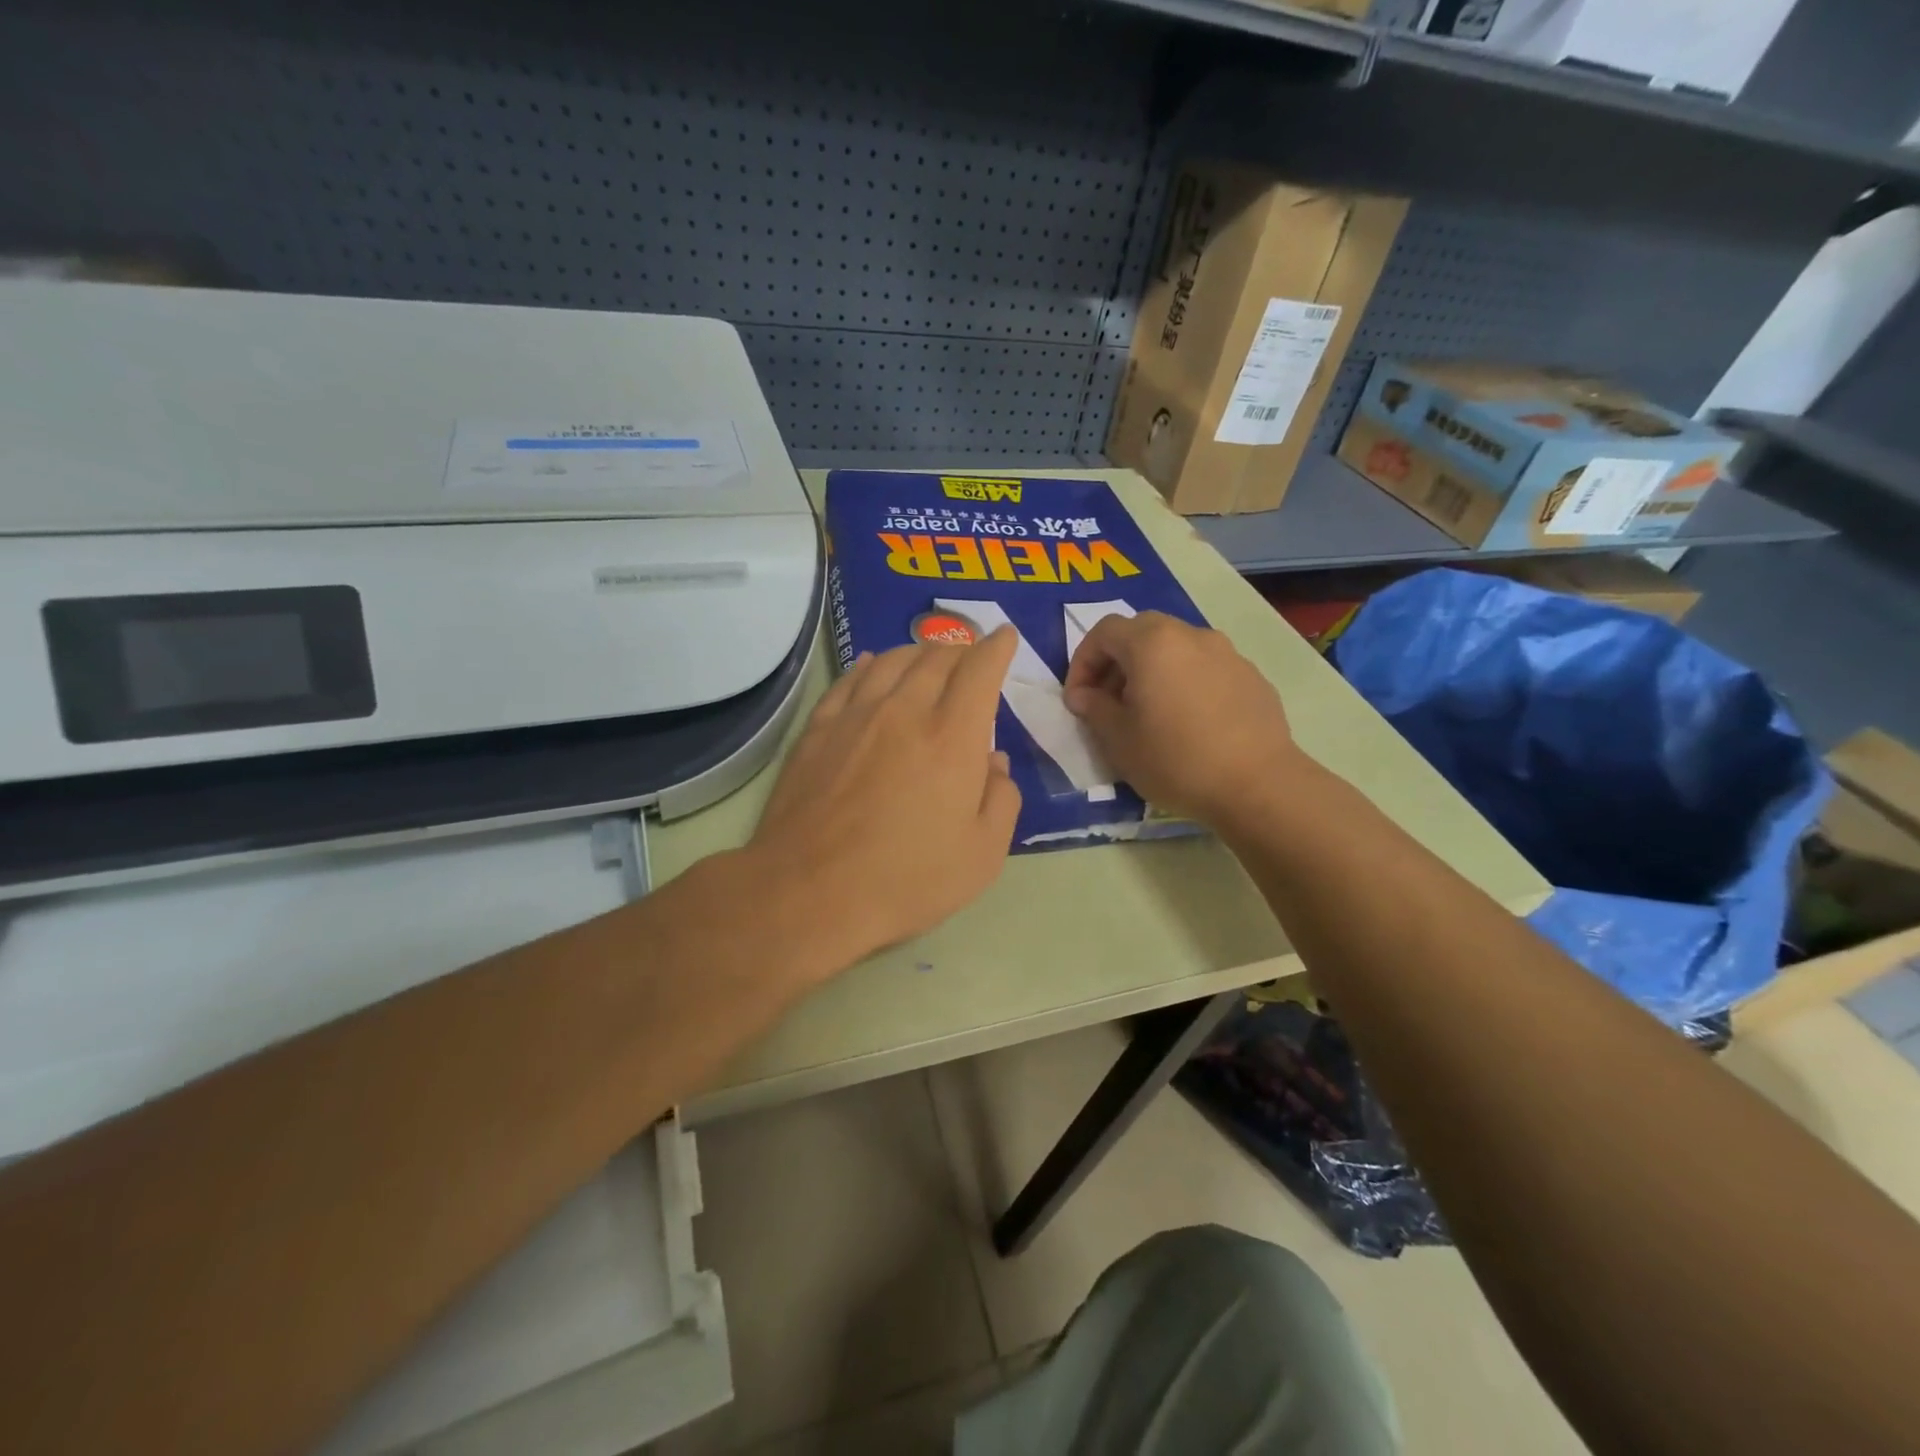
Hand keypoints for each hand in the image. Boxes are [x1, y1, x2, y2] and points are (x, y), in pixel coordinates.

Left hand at [750, 630, 1022, 967]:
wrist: (810, 893)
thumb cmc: (907, 880)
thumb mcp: (981, 855)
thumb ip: (1000, 799)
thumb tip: (994, 762)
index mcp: (952, 736)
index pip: (980, 670)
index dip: (998, 647)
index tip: (1006, 638)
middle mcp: (904, 710)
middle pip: (937, 657)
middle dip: (962, 649)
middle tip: (971, 656)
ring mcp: (855, 716)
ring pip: (892, 660)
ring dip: (918, 651)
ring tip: (928, 656)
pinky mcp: (818, 730)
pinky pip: (849, 680)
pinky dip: (869, 665)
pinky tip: (873, 664)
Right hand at [1063, 611, 1296, 825]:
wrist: (1257, 785)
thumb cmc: (1175, 759)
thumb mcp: (1118, 740)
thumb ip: (1094, 708)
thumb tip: (1083, 695)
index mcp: (1152, 643)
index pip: (1104, 631)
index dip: (1082, 661)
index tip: (1078, 699)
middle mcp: (1191, 635)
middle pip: (1142, 632)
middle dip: (1117, 661)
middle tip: (1109, 701)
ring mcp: (1227, 653)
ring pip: (1177, 649)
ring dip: (1153, 671)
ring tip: (1149, 712)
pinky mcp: (1252, 677)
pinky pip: (1206, 669)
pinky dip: (1186, 683)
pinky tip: (1188, 723)